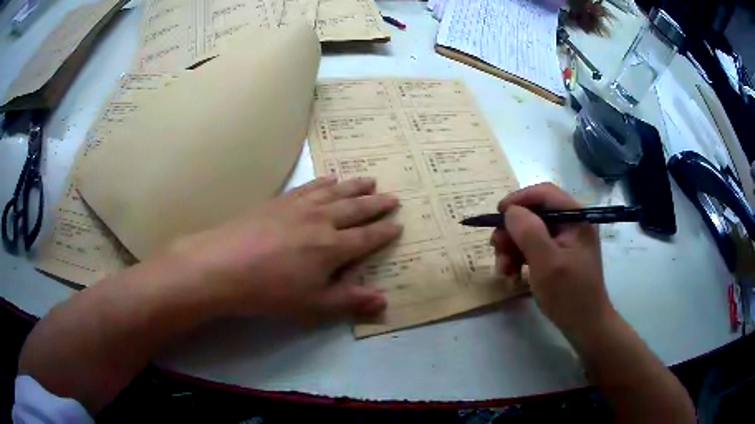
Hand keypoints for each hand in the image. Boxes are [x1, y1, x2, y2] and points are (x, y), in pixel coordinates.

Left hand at [169, 176, 400, 319]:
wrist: (225, 265)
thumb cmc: (271, 290)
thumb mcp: (314, 304)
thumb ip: (350, 301)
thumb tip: (385, 301)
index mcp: (334, 247)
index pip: (368, 237)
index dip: (385, 231)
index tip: (398, 224)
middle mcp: (322, 220)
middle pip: (356, 209)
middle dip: (377, 204)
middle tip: (393, 197)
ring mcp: (300, 206)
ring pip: (336, 192)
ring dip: (356, 186)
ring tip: (370, 179)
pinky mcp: (281, 200)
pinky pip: (310, 185)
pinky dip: (324, 181)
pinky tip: (330, 178)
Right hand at [491, 183, 614, 333]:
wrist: (584, 325)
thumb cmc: (569, 294)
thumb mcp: (547, 263)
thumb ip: (529, 232)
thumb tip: (510, 211)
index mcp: (576, 218)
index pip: (544, 193)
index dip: (519, 199)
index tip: (497, 215)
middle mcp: (571, 223)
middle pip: (535, 213)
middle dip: (513, 230)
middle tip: (496, 248)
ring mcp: (565, 240)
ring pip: (531, 231)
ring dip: (512, 246)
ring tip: (503, 268)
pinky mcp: (559, 255)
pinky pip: (534, 247)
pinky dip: (519, 256)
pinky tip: (511, 272)